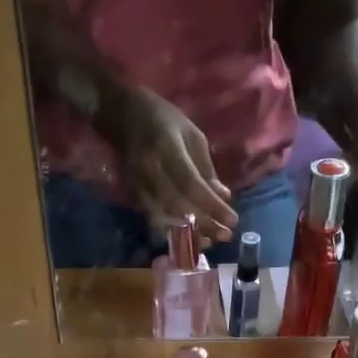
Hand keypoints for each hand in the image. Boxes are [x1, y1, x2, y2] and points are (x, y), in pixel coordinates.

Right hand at [104, 86, 239, 240]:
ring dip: (189, 233)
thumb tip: (224, 197)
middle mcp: (150, 169)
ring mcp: (139, 184)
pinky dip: (173, 230)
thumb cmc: (165, 120)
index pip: (191, 185)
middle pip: (178, 206)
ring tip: (209, 241)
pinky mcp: (133, 194)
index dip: (212, 206)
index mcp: (167, 148)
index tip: (232, 221)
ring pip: (165, 218)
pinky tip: (189, 237)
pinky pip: (154, 219)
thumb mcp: (193, 136)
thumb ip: (207, 169)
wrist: (125, 115)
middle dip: (204, 224)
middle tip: (225, 236)